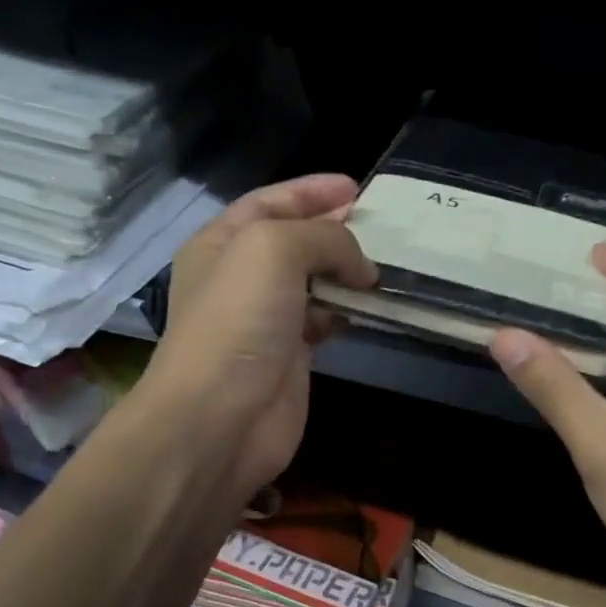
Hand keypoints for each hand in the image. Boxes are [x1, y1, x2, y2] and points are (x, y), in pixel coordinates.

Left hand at [144, 175, 375, 498]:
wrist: (220, 417)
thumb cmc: (237, 321)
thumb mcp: (274, 249)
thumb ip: (323, 238)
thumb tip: (361, 267)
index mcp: (222, 242)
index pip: (270, 202)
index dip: (312, 191)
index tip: (358, 188)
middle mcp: (241, 277)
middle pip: (295, 240)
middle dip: (335, 229)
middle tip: (381, 224)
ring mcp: (265, 319)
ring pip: (313, 282)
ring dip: (347, 272)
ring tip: (385, 265)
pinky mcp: (290, 357)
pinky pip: (324, 320)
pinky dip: (348, 310)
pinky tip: (371, 306)